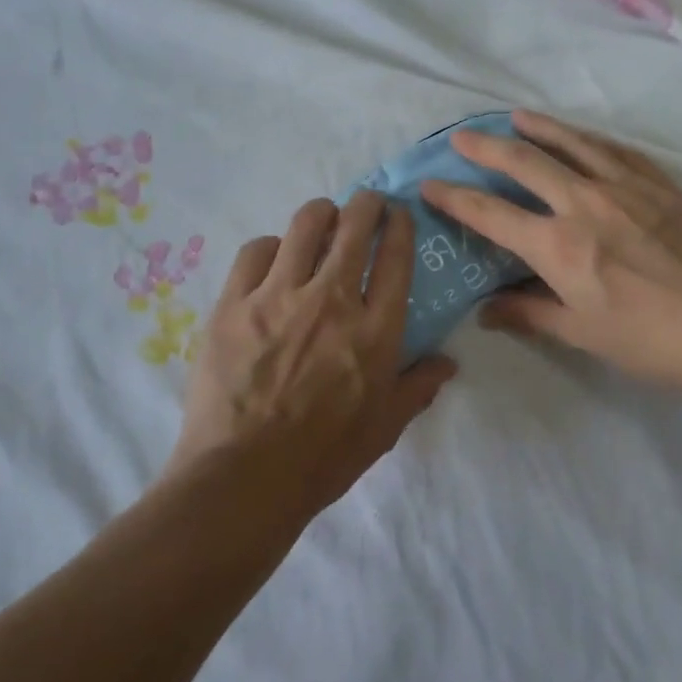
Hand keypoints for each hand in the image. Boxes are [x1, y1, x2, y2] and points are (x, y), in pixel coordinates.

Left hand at [167, 193, 455, 527]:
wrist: (245, 477)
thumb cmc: (324, 458)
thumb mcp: (385, 428)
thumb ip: (418, 387)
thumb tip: (448, 362)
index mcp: (375, 330)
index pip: (395, 258)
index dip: (399, 226)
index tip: (399, 213)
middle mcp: (331, 300)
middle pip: (353, 227)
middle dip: (366, 205)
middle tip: (366, 204)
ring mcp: (278, 297)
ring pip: (304, 225)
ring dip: (320, 214)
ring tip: (322, 219)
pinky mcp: (233, 304)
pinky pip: (255, 251)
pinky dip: (271, 247)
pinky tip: (273, 258)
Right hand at [421, 110, 681, 397]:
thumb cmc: (648, 340)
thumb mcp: (580, 333)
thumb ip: (528, 314)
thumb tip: (486, 311)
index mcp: (557, 245)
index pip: (490, 214)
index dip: (454, 198)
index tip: (429, 183)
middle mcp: (584, 203)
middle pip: (524, 162)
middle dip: (486, 147)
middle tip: (462, 137)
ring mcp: (627, 187)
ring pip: (573, 143)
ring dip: (538, 128)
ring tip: (516, 116)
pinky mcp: (662, 185)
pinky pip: (619, 150)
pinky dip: (591, 139)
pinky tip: (584, 136)